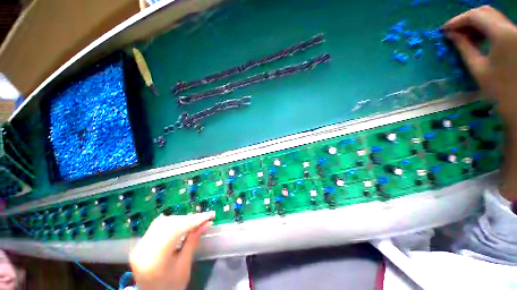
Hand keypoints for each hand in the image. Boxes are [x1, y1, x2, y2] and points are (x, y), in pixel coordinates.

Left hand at [129, 211, 214, 289]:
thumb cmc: (172, 285)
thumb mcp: (184, 265)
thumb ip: (193, 241)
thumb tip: (207, 223)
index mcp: (155, 258)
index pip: (177, 230)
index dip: (195, 220)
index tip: (210, 215)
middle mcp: (143, 248)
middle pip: (169, 224)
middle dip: (189, 219)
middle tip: (204, 218)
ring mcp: (140, 245)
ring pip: (163, 221)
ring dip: (181, 219)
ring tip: (195, 221)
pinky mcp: (140, 243)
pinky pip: (158, 225)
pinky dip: (172, 222)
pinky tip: (181, 223)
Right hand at [444, 6, 516, 201]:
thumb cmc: (500, 91)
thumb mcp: (479, 69)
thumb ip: (465, 47)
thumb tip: (451, 35)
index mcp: (503, 34)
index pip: (476, 16)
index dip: (457, 20)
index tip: (443, 30)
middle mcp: (512, 28)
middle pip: (485, 12)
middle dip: (467, 19)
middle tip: (452, 32)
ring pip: (493, 17)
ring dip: (477, 24)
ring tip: (464, 36)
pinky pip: (500, 25)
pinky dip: (487, 29)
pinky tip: (479, 38)